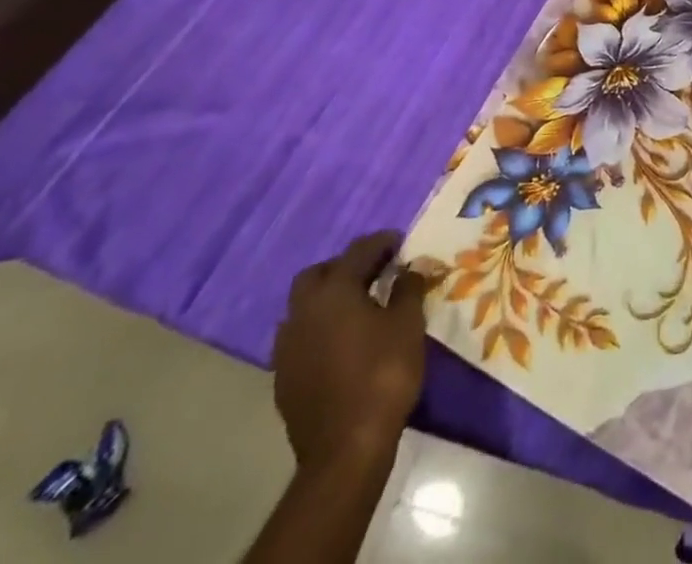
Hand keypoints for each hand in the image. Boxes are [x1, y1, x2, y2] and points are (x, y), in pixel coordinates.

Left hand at [271, 231, 428, 471]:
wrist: (346, 449)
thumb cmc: (383, 373)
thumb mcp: (408, 323)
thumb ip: (408, 288)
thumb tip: (408, 269)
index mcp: (333, 292)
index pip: (357, 251)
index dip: (381, 242)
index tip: (400, 241)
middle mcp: (303, 313)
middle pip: (317, 275)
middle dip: (344, 266)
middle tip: (374, 271)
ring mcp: (287, 349)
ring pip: (303, 307)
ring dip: (328, 299)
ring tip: (358, 306)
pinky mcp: (284, 379)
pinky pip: (300, 338)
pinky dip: (320, 328)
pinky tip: (342, 342)